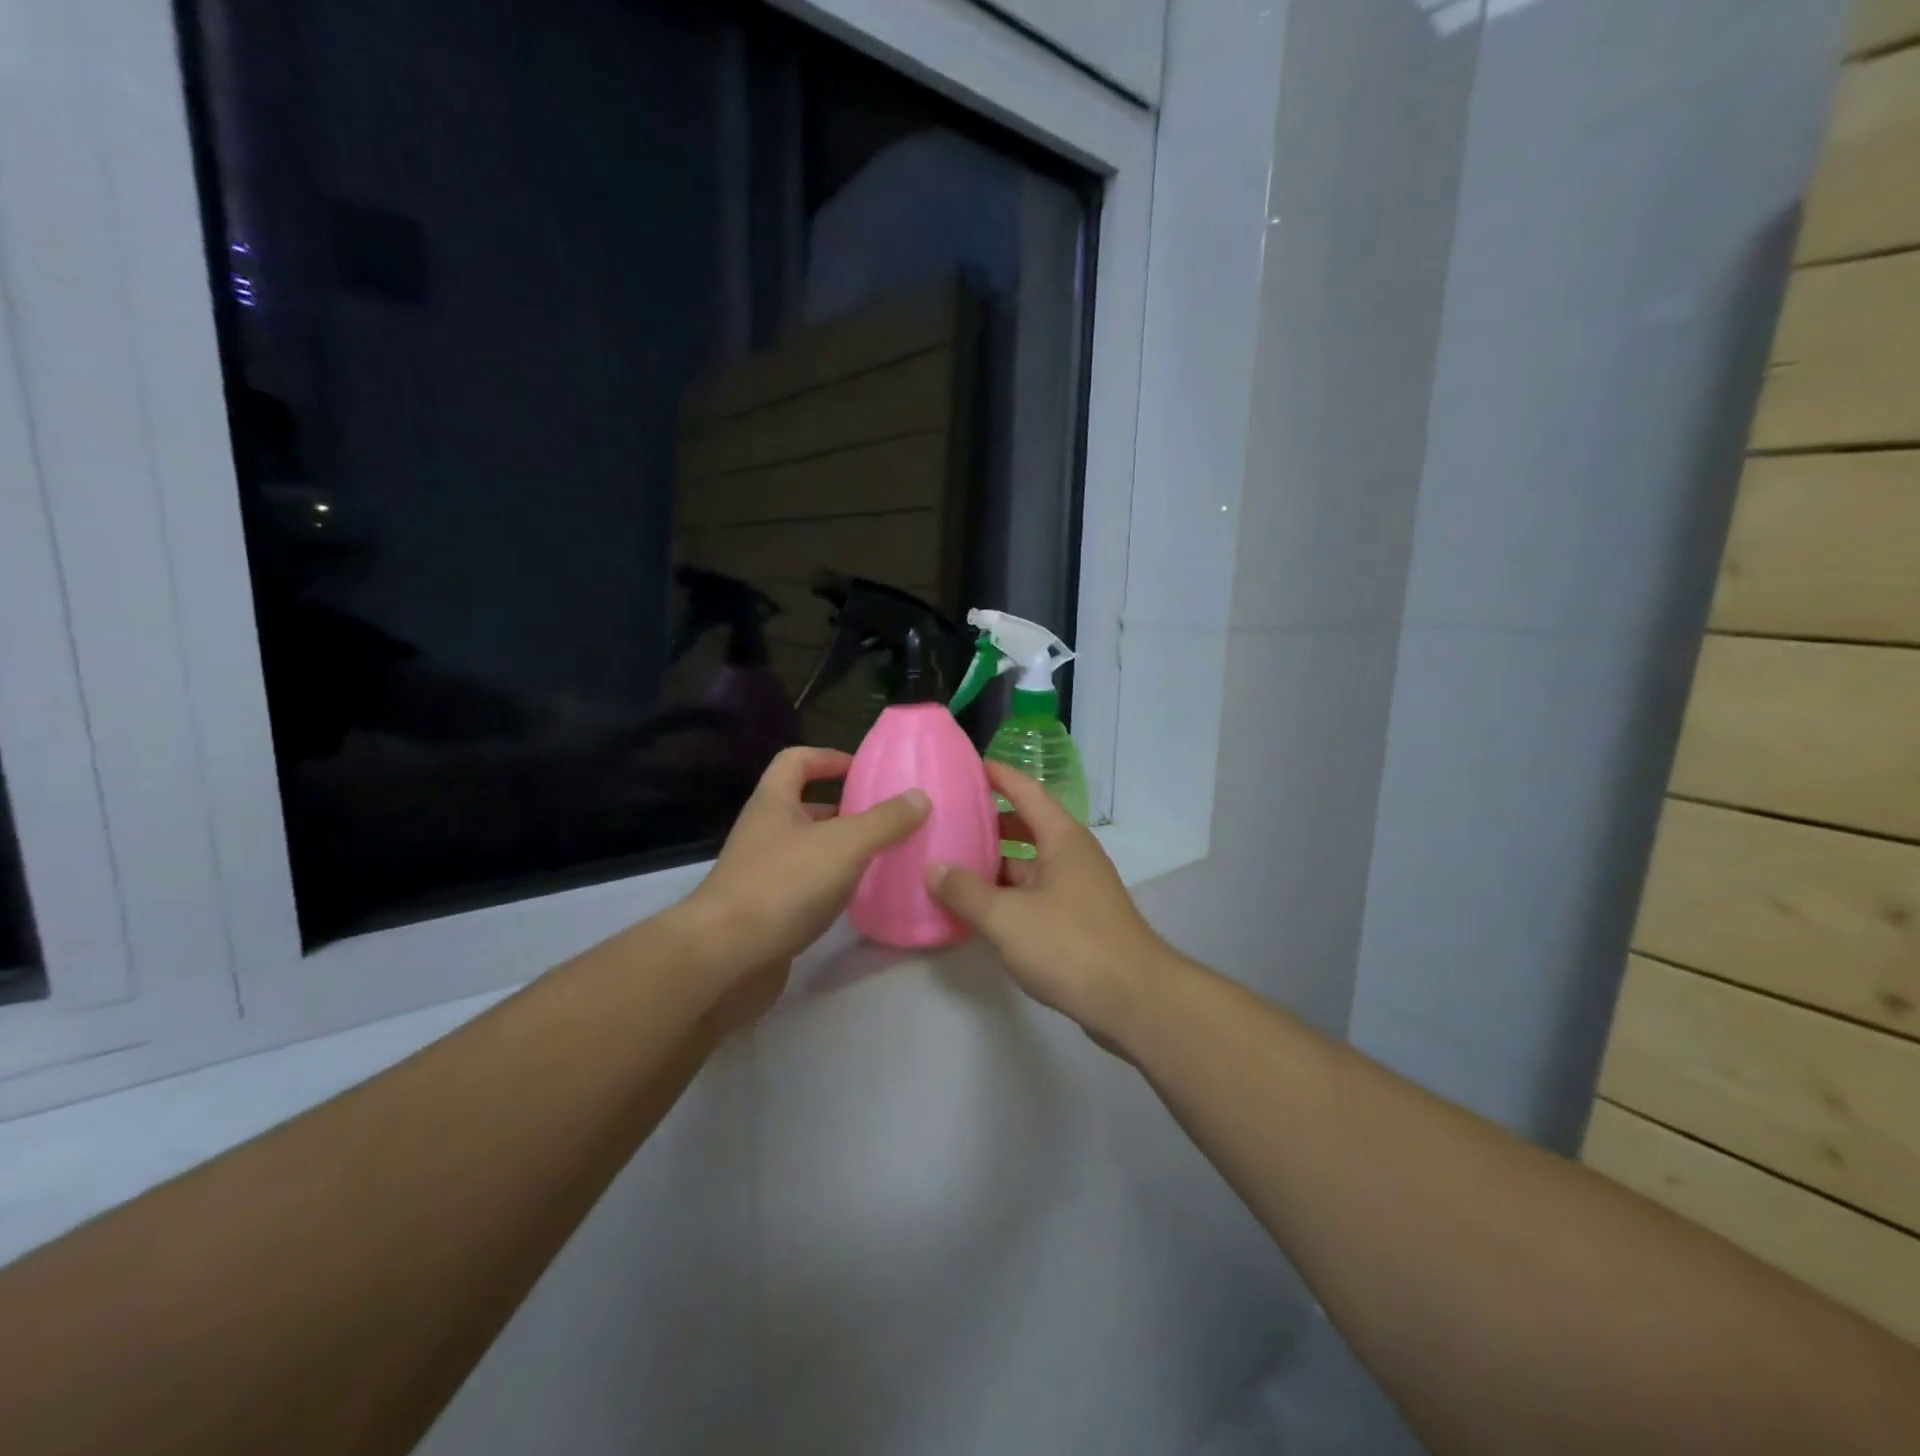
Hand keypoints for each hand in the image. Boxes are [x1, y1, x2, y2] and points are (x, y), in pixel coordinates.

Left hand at [677, 747, 927, 988]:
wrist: (726, 958)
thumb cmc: (783, 885)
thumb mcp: (844, 844)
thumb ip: (885, 820)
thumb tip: (920, 796)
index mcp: (774, 803)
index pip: (797, 761)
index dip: (829, 758)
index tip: (865, 770)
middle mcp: (764, 833)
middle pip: (805, 807)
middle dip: (845, 809)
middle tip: (887, 818)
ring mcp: (761, 874)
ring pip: (808, 849)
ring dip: (842, 850)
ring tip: (884, 857)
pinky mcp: (766, 912)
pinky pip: (805, 887)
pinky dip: (832, 886)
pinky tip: (858, 898)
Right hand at [926, 760, 1174, 1049]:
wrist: (1134, 1000)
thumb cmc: (1070, 945)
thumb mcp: (1006, 917)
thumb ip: (965, 892)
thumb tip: (935, 869)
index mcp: (1061, 838)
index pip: (1025, 790)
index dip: (996, 775)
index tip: (963, 766)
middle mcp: (1072, 855)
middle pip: (1025, 825)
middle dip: (987, 821)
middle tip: (945, 820)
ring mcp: (1077, 888)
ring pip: (1028, 864)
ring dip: (994, 863)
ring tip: (950, 864)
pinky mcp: (1077, 919)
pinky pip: (1034, 893)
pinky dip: (1006, 894)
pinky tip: (977, 909)